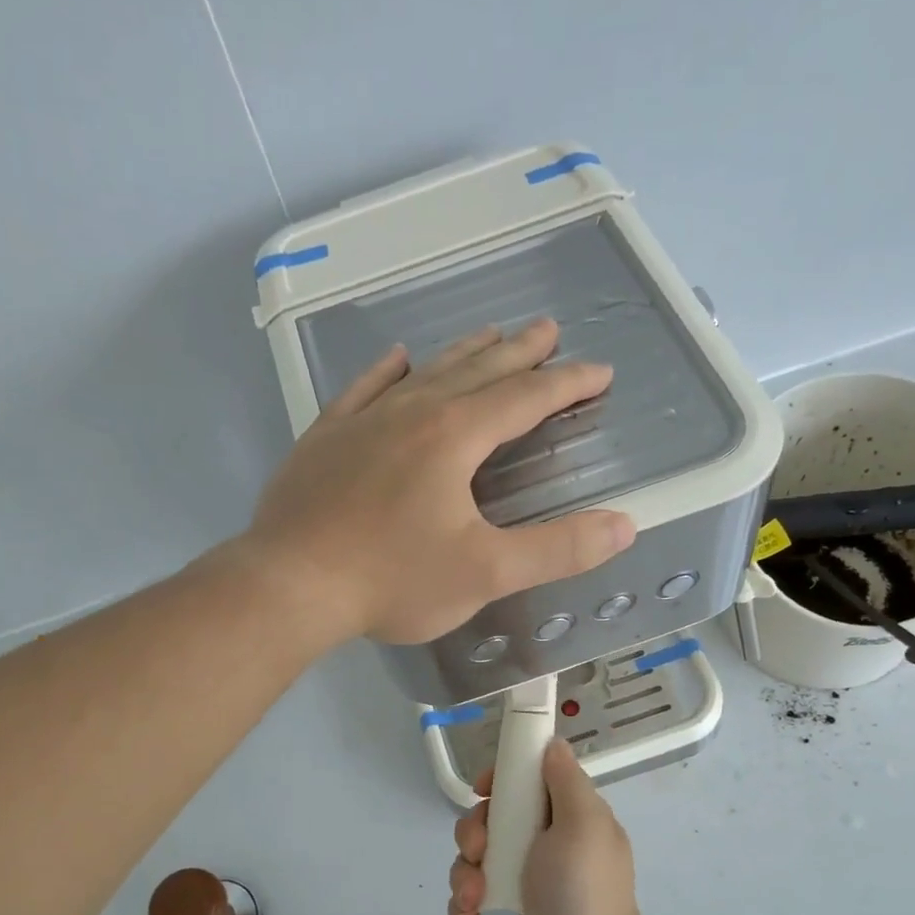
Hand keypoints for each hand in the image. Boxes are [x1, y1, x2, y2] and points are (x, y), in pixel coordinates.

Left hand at [244, 320, 635, 645]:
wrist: (289, 585)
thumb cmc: (391, 580)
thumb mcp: (485, 573)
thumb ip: (557, 549)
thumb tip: (624, 526)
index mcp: (454, 437)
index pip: (524, 397)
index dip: (566, 384)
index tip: (599, 372)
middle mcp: (411, 413)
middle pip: (477, 371)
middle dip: (519, 352)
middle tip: (548, 329)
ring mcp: (362, 421)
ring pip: (424, 373)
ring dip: (462, 353)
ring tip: (489, 334)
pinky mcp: (325, 438)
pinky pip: (363, 389)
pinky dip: (386, 371)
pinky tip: (396, 358)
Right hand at [447, 740, 659, 914]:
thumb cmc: (583, 892)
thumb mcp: (582, 824)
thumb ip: (565, 781)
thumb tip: (553, 744)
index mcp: (566, 818)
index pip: (525, 781)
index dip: (499, 780)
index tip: (484, 789)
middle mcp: (543, 845)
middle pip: (489, 818)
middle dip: (474, 833)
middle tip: (480, 853)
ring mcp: (520, 881)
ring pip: (472, 858)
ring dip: (466, 876)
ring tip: (478, 900)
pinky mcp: (502, 914)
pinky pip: (468, 897)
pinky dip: (464, 906)